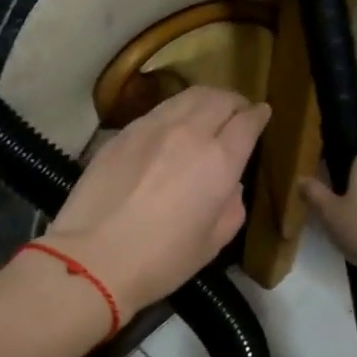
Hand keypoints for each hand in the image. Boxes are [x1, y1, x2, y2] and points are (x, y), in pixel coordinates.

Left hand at [42, 87, 270, 313]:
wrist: (94, 257)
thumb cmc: (161, 260)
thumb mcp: (213, 241)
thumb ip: (231, 205)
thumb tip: (228, 183)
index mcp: (219, 160)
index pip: (247, 121)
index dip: (259, 115)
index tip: (262, 115)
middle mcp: (188, 132)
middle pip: (218, 98)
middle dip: (234, 101)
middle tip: (237, 111)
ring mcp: (150, 127)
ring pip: (186, 96)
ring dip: (205, 100)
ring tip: (206, 112)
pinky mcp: (122, 133)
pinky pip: (157, 111)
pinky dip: (174, 111)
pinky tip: (171, 128)